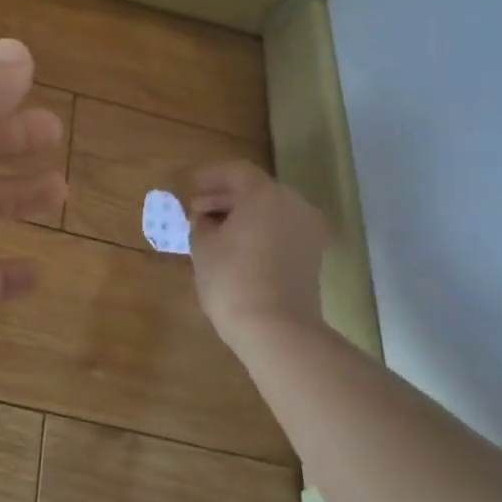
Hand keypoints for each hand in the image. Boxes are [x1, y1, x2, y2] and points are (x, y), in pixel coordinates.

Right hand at [185, 162, 331, 356]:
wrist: (277, 330)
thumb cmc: (233, 279)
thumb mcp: (203, 246)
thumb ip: (201, 223)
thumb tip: (205, 219)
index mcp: (265, 194)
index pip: (236, 172)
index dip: (210, 177)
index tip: (189, 187)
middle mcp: (293, 204)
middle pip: (256, 189)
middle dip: (224, 196)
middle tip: (196, 209)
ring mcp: (308, 231)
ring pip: (270, 211)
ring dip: (242, 215)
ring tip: (213, 230)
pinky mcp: (312, 256)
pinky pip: (281, 231)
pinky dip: (259, 231)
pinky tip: (236, 248)